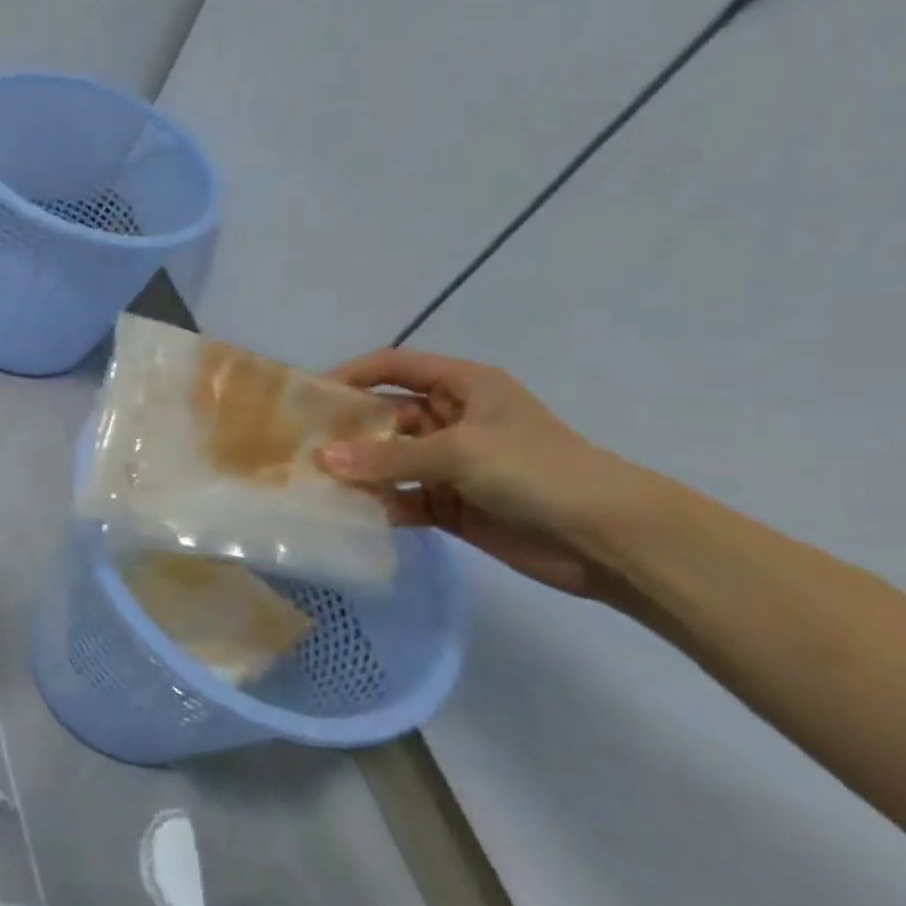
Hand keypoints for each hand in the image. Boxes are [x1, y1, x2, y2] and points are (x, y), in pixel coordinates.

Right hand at [316, 349, 634, 596]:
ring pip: (387, 459)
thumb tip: (323, 459)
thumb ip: (389, 457)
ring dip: (356, 469)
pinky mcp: (448, 504)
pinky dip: (376, 504)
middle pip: (384, 414)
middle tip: (298, 445)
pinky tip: (346, 513)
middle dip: (345, 428)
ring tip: (310, 480)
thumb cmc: (538, 471)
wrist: (608, 539)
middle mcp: (451, 419)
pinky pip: (399, 497)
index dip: (353, 373)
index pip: (395, 366)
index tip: (311, 396)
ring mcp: (448, 464)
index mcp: (463, 387)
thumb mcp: (459, 452)